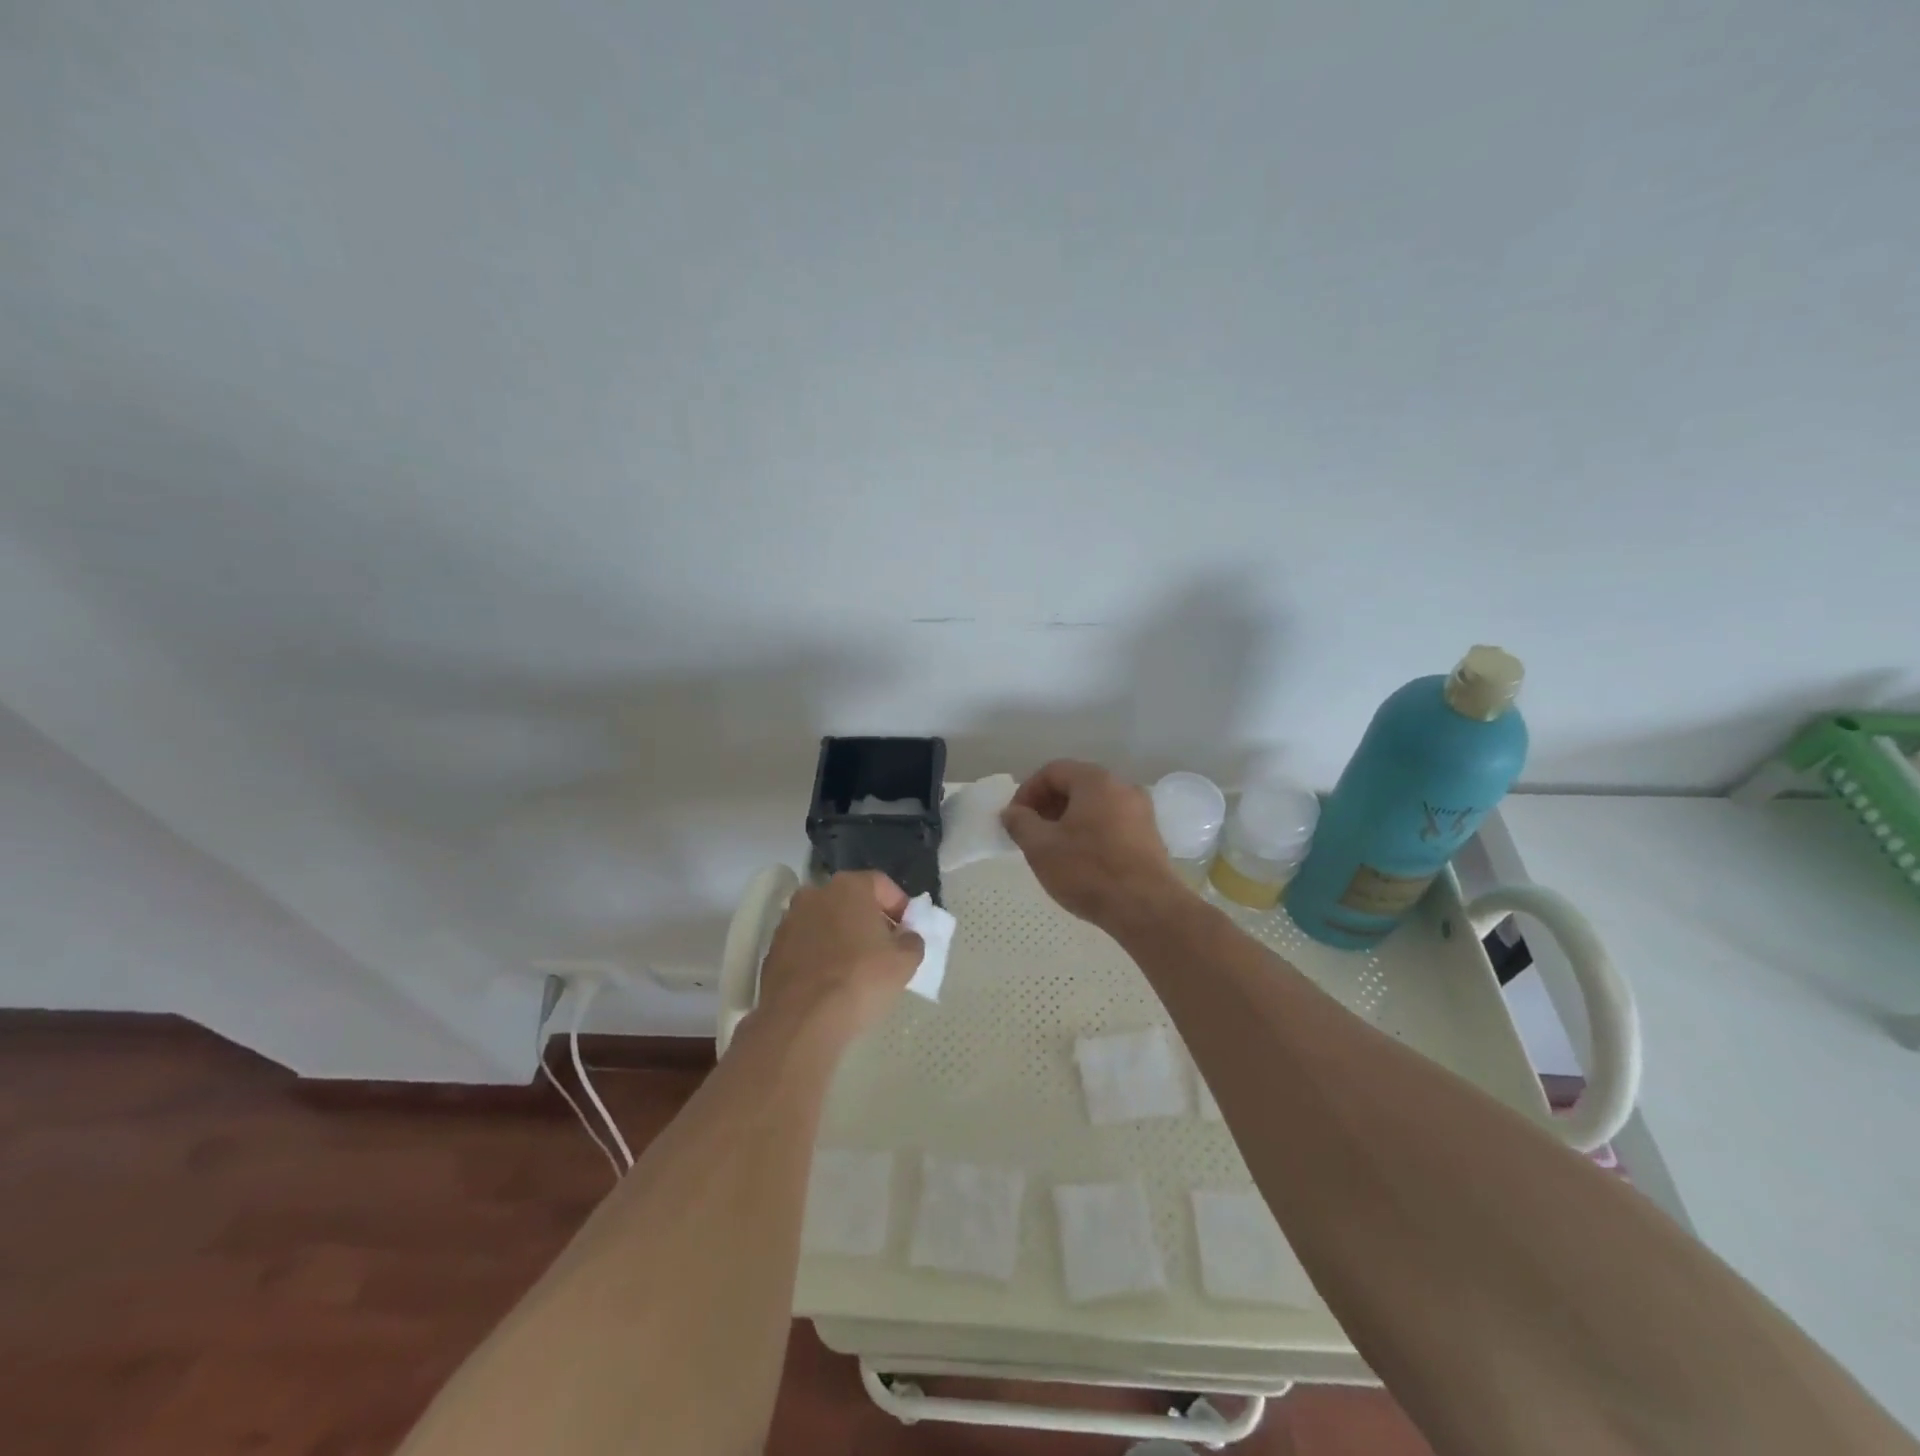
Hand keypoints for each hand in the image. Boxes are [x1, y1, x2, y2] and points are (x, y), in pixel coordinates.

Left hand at [755, 871, 924, 1045]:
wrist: (801, 1019)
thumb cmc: (860, 979)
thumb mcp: (905, 962)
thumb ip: (912, 942)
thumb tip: (907, 938)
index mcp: (849, 886)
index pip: (882, 884)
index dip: (900, 906)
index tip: (908, 931)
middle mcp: (815, 894)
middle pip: (851, 901)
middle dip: (870, 920)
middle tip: (885, 949)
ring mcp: (789, 921)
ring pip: (826, 922)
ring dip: (842, 938)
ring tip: (857, 968)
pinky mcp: (773, 950)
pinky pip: (806, 946)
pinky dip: (820, 956)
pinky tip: (830, 982)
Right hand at [1001, 760, 1182, 930]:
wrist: (1146, 909)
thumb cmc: (1088, 871)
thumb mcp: (1041, 847)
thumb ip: (1020, 823)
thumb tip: (1012, 812)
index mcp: (1096, 781)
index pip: (1052, 771)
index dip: (1027, 791)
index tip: (1014, 819)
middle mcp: (1123, 787)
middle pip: (1076, 785)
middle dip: (1047, 806)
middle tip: (1031, 834)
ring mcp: (1141, 812)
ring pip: (1094, 805)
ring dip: (1068, 821)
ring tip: (1053, 849)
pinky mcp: (1150, 836)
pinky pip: (1111, 823)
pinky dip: (1090, 832)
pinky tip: (1081, 861)